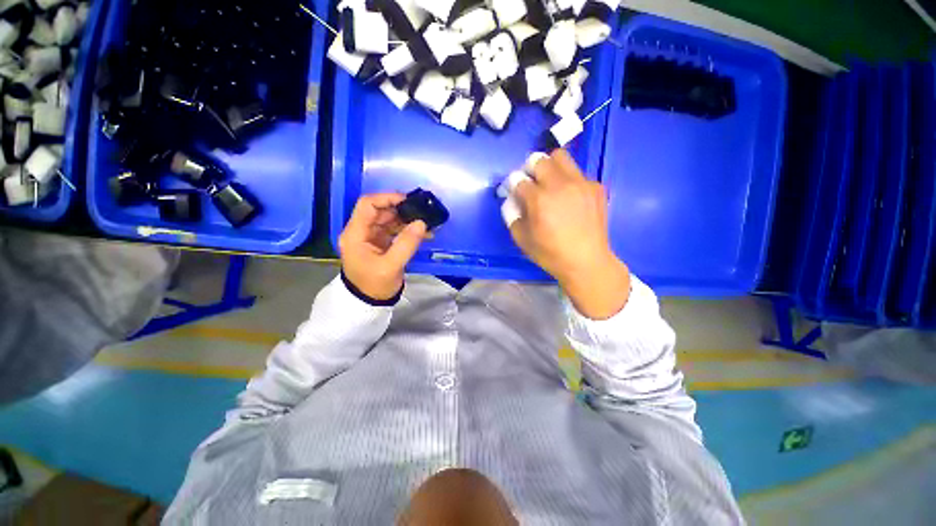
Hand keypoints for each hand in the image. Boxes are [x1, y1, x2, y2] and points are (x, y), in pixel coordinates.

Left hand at [338, 193, 427, 301]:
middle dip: (401, 210)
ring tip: (426, 224)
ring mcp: (371, 238)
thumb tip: (421, 223)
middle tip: (422, 212)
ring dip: (407, 220)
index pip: (368, 205)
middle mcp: (361, 231)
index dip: (387, 198)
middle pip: (380, 211)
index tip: (408, 200)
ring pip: (389, 220)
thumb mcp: (391, 266)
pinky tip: (423, 233)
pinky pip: (394, 231)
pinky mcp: (381, 244)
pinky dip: (408, 230)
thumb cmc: (374, 285)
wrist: (369, 303)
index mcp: (356, 234)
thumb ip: (406, 244)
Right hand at [510, 150, 630, 319]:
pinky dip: (568, 180)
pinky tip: (570, 198)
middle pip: (538, 159)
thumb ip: (511, 214)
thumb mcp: (521, 238)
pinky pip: (577, 173)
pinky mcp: (596, 187)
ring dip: (550, 167)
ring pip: (561, 157)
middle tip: (531, 183)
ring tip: (550, 184)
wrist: (586, 261)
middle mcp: (560, 185)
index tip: (515, 192)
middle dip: (529, 169)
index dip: (513, 185)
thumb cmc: (549, 253)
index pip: (518, 178)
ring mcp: (581, 183)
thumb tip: (512, 199)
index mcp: (539, 199)